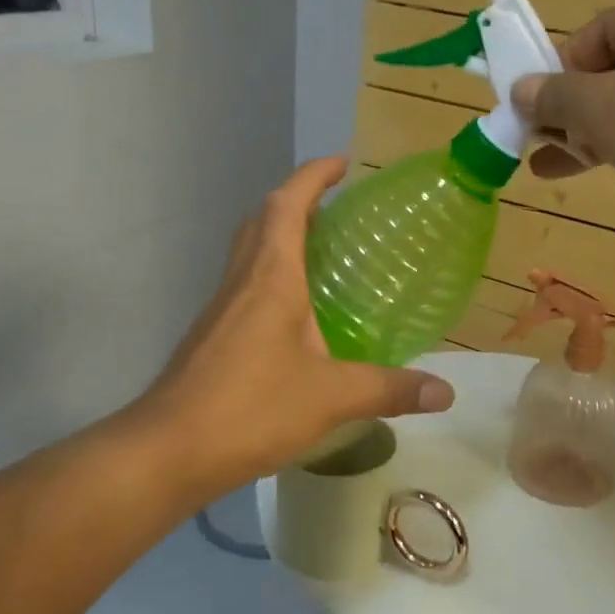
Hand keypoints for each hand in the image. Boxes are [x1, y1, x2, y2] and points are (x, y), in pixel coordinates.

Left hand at [135, 157, 454, 497]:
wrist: (168, 451)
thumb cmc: (250, 409)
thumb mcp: (331, 398)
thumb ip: (389, 390)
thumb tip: (446, 393)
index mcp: (270, 278)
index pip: (288, 204)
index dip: (313, 176)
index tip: (342, 162)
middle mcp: (242, 282)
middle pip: (263, 220)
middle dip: (298, 201)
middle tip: (338, 208)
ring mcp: (221, 310)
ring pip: (251, 254)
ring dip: (282, 238)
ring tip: (326, 254)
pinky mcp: (213, 338)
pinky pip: (247, 288)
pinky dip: (274, 280)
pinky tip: (300, 318)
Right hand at [511, 0, 614, 253]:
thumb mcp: (604, 107)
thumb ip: (556, 97)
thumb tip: (521, 89)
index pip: (596, 35)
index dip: (556, 71)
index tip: (531, 110)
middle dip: (570, 111)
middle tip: (535, 142)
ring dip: (593, 137)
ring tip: (550, 169)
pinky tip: (605, 173)